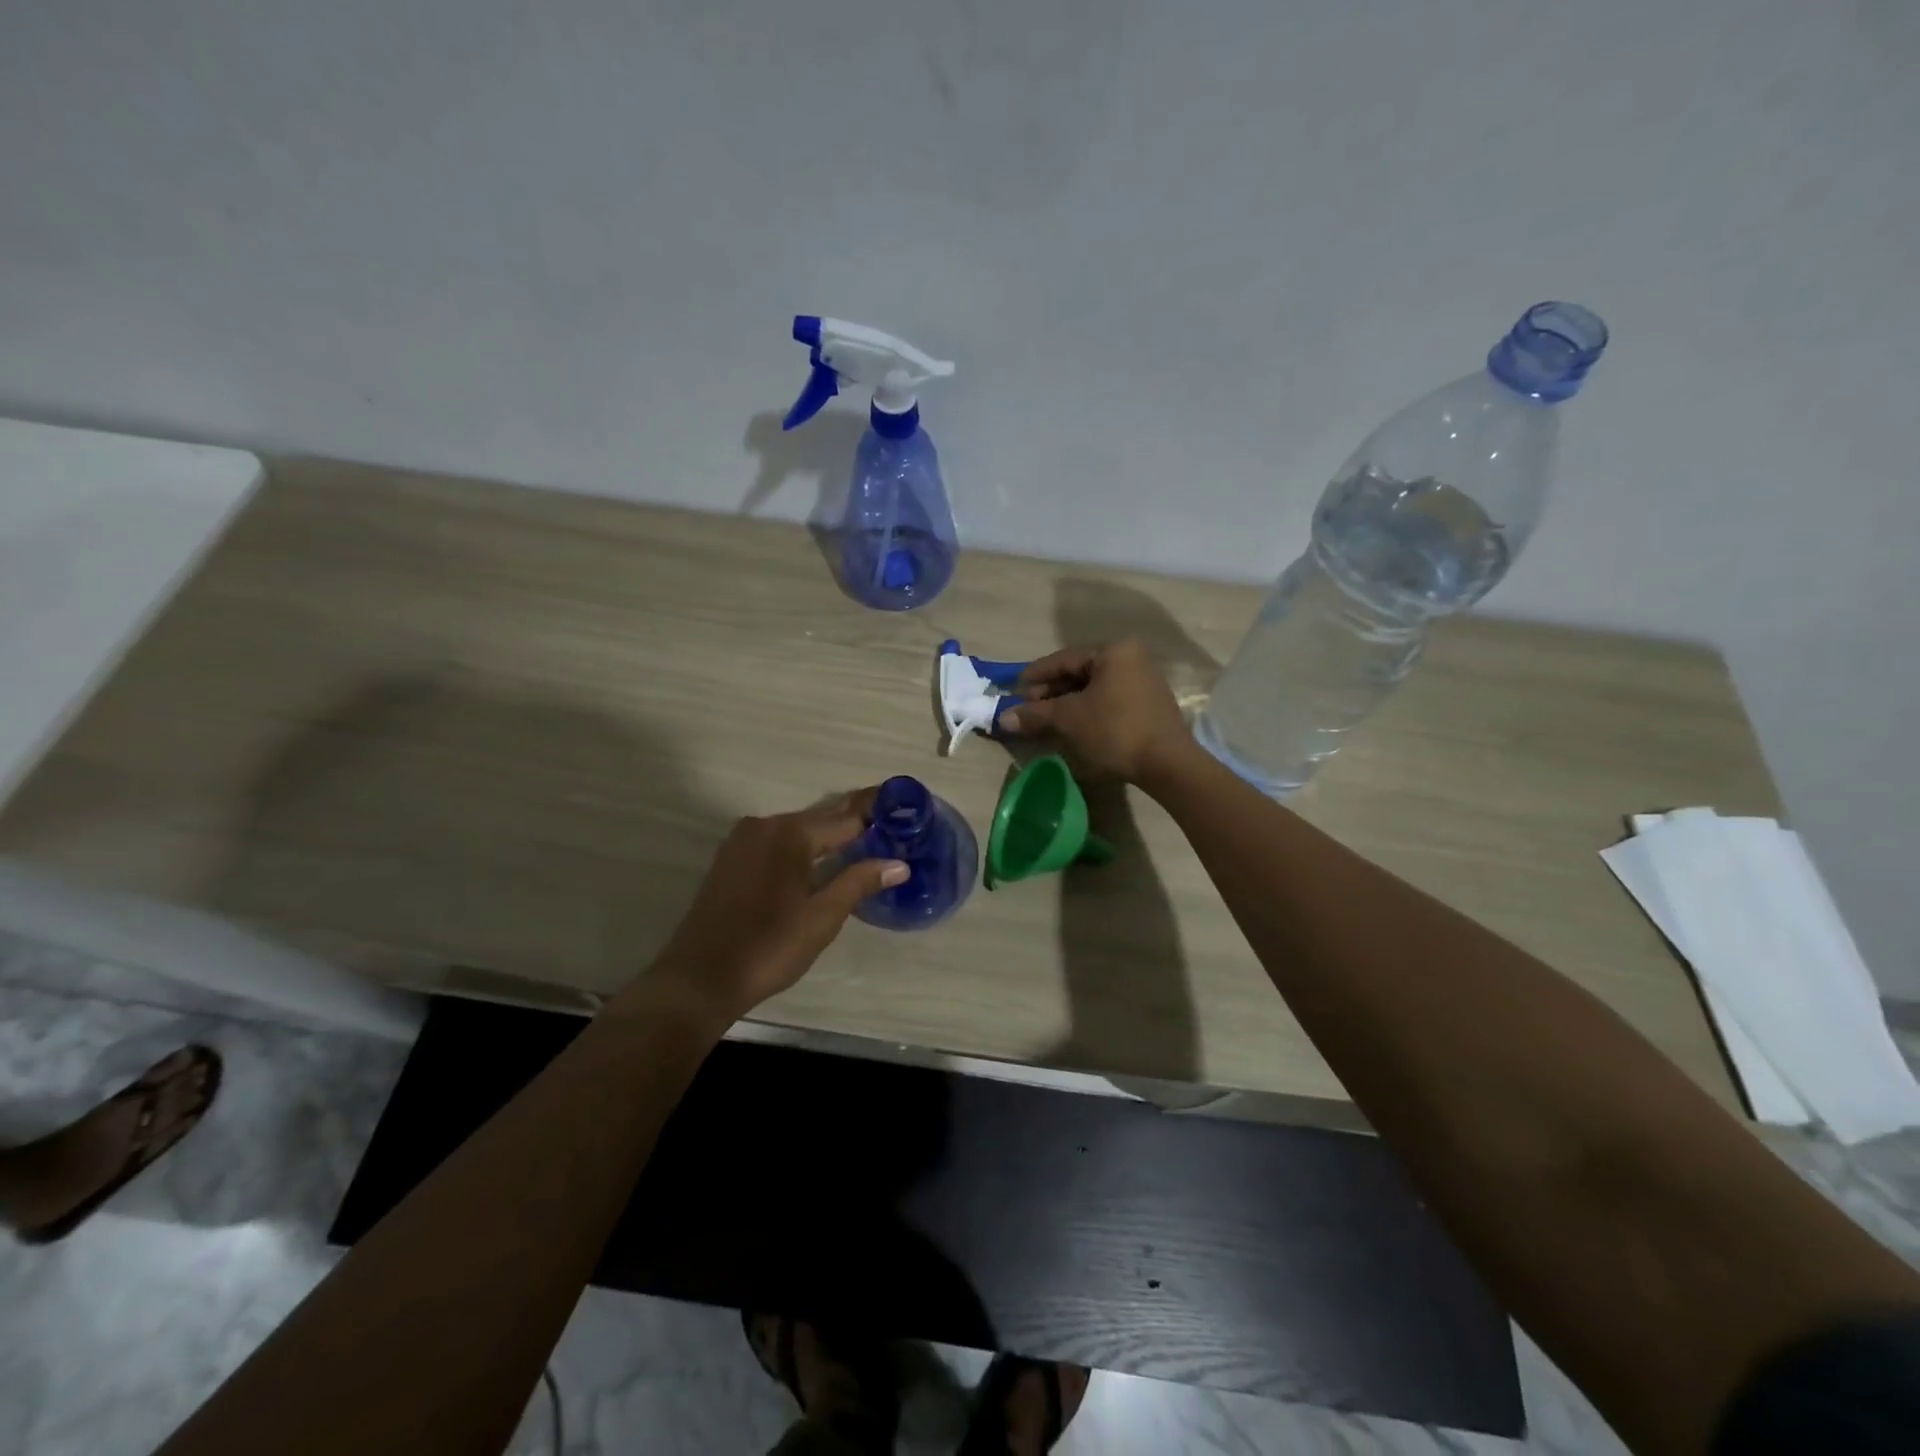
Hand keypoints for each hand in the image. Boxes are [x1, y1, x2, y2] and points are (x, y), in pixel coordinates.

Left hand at [640, 789, 906, 1022]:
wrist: (700, 978)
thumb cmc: (769, 947)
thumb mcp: (822, 917)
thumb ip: (859, 882)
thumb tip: (899, 863)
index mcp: (791, 834)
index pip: (845, 818)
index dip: (875, 815)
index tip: (901, 810)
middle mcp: (765, 825)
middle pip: (820, 819)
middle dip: (853, 822)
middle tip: (888, 823)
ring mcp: (742, 841)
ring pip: (796, 831)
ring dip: (826, 836)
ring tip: (860, 842)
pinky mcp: (730, 860)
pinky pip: (776, 843)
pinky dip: (800, 848)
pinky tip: (817, 861)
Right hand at [1000, 639, 1195, 783]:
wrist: (1167, 763)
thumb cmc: (1115, 730)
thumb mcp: (1069, 719)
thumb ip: (1035, 714)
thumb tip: (1003, 718)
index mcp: (1113, 651)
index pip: (1064, 659)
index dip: (1036, 675)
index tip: (1015, 688)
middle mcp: (1131, 657)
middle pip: (1080, 671)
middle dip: (1051, 691)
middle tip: (1029, 708)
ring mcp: (1143, 680)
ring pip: (1094, 687)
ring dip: (1068, 702)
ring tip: (1046, 718)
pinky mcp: (1149, 703)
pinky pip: (1109, 698)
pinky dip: (1088, 709)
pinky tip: (1073, 724)